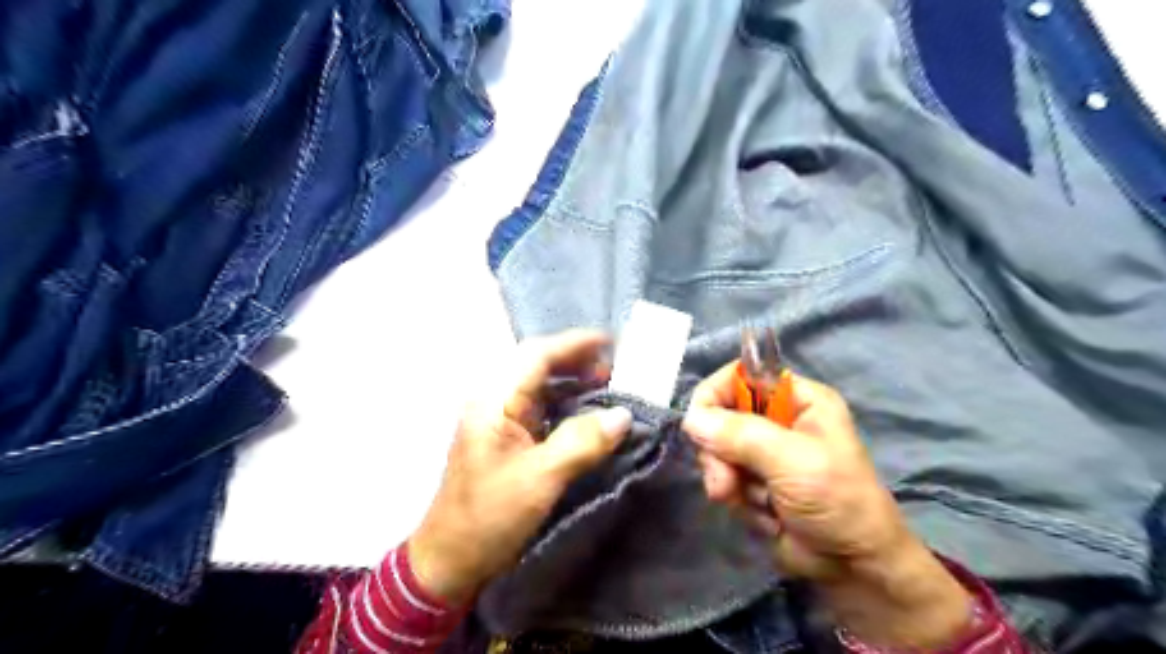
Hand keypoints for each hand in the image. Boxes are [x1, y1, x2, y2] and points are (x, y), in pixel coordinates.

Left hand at [407, 333, 634, 608]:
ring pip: (539, 386)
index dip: (574, 344)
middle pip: (536, 365)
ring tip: (607, 384)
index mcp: (494, 403)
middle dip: (575, 360)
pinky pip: (539, 409)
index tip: (610, 342)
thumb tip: (622, 416)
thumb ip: (581, 443)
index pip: (535, 356)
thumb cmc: (489, 518)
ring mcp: (498, 421)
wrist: (450, 562)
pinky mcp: (506, 439)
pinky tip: (587, 412)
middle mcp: (494, 402)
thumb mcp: (540, 480)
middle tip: (615, 367)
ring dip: (572, 381)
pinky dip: (565, 404)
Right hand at [685, 362, 976, 647]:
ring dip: (730, 481)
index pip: (740, 375)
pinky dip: (738, 499)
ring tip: (758, 503)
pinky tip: (765, 515)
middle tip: (726, 482)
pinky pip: (724, 478)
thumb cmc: (837, 501)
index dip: (715, 395)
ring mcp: (764, 452)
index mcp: (797, 398)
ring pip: (717, 451)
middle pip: (720, 416)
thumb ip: (741, 435)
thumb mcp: (792, 461)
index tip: (699, 425)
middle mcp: (777, 418)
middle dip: (720, 453)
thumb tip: (690, 418)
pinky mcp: (754, 481)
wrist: (854, 567)